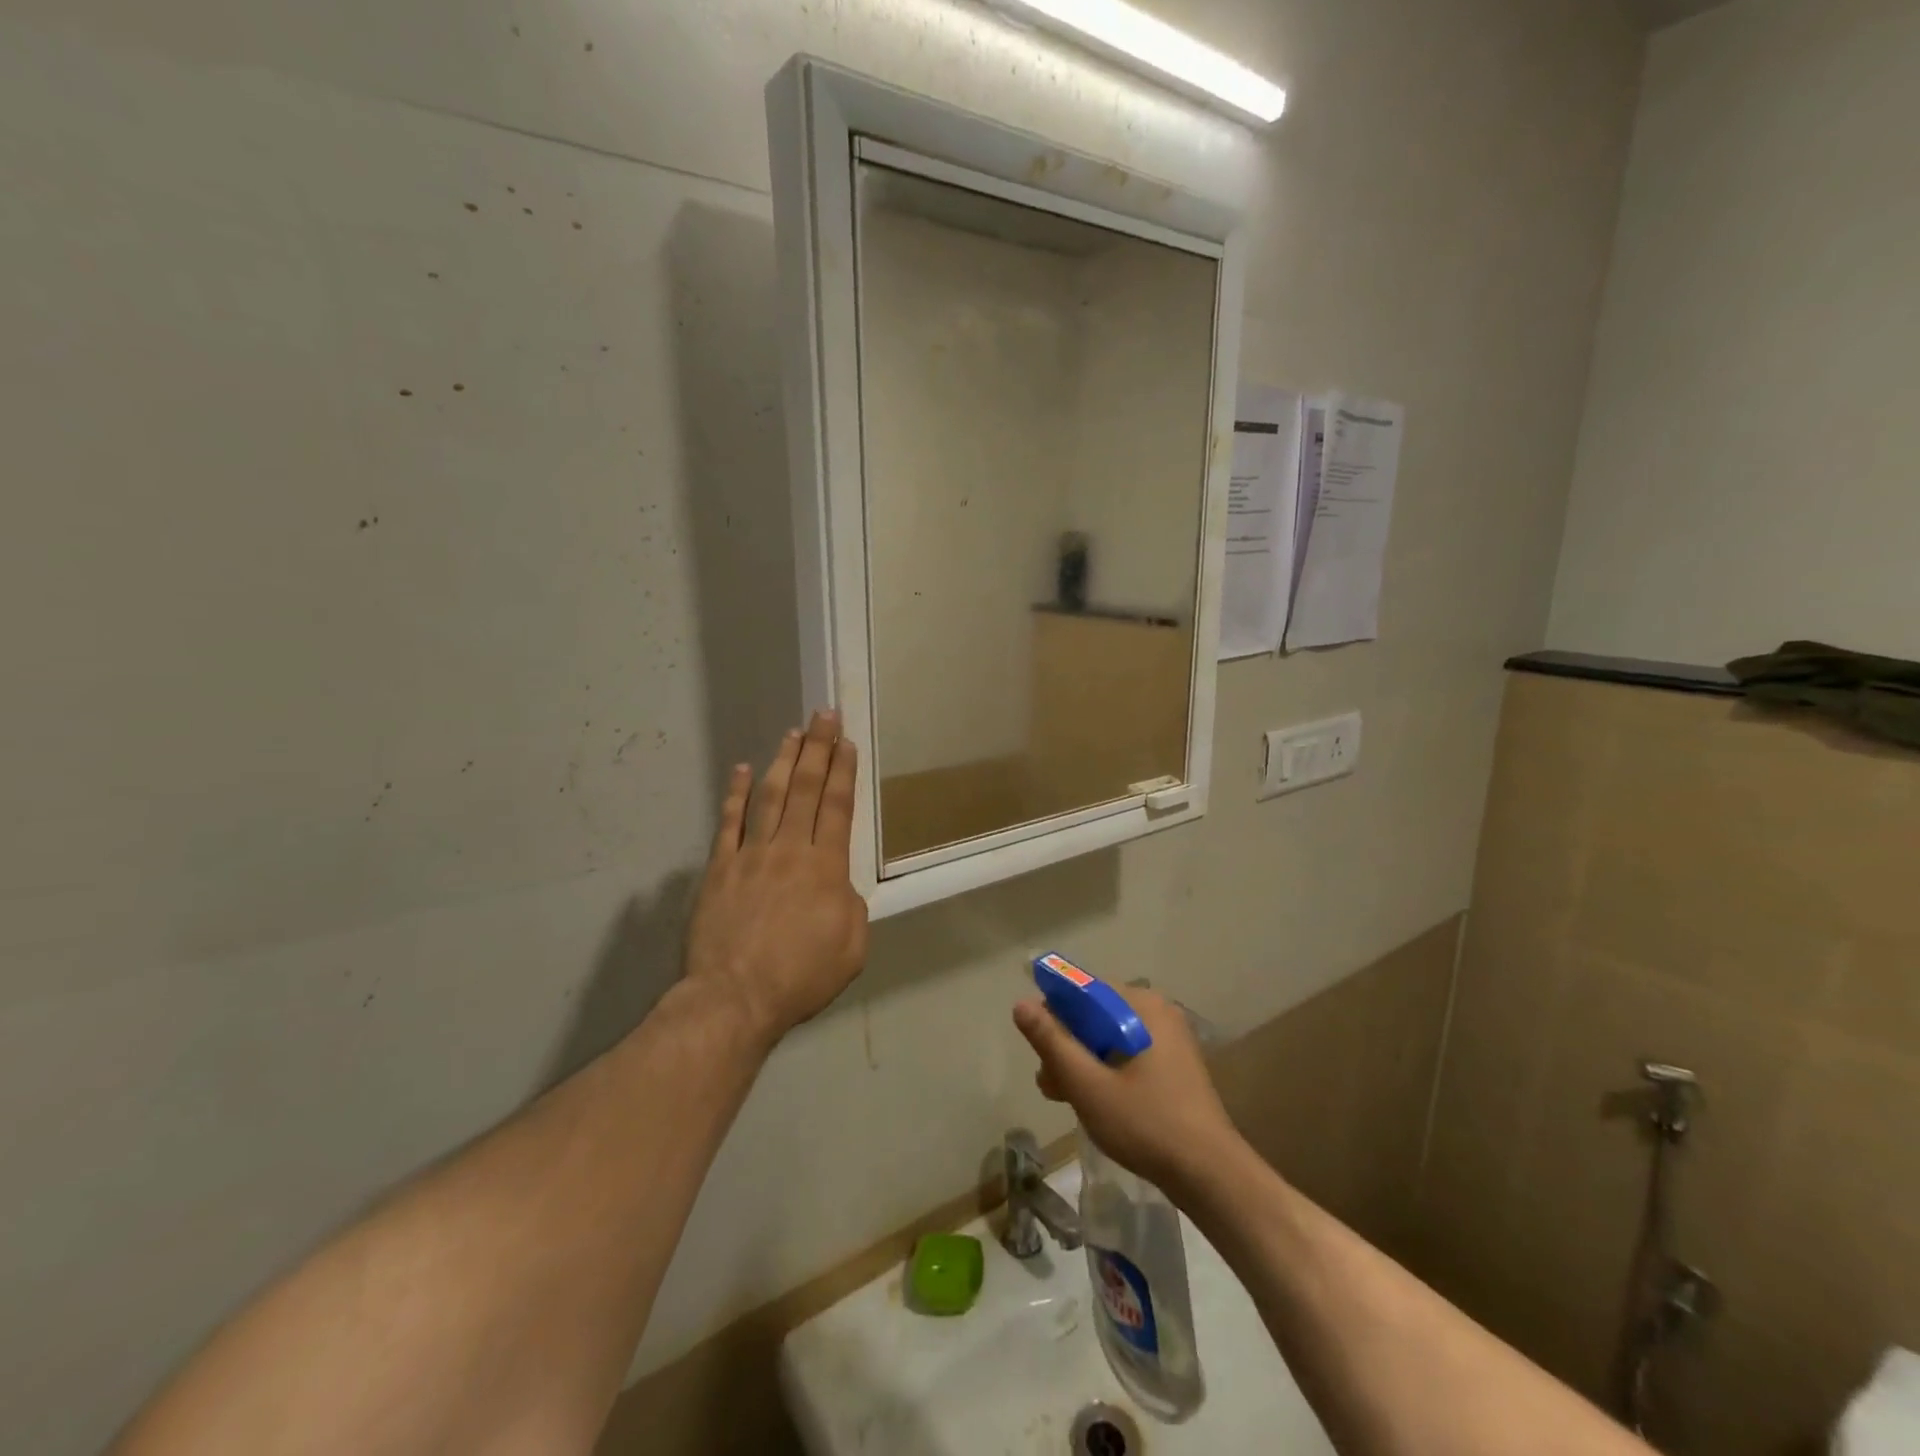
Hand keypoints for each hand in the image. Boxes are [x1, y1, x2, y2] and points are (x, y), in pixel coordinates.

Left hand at [684, 712, 869, 1047]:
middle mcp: (790, 850)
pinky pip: (728, 823)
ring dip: (783, 761)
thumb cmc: (801, 977)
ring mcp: (751, 856)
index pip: (837, 807)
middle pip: (805, 789)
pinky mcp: (720, 869)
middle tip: (823, 715)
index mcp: (826, 868)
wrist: (735, 998)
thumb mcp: (852, 948)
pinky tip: (742, 769)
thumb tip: (839, 885)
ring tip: (793, 733)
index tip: (846, 742)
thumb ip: (851, 907)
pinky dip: (735, 794)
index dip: (843, 772)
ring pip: (769, 797)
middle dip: (818, 749)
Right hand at [1013, 987, 1239, 1194]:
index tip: (1039, 1051)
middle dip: (1067, 1045)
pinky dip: (1106, 1070)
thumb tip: (1021, 1004)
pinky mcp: (1174, 1064)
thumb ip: (1052, 1042)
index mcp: (1141, 1005)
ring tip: (1065, 1098)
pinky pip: (1128, 1053)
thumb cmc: (1146, 1123)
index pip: (1083, 990)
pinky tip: (1094, 1102)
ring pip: (1110, 1037)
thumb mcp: (1088, 1085)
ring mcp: (1170, 1038)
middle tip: (1051, 1084)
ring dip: (1083, 1062)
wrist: (1210, 1175)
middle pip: (1095, 1015)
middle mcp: (1157, 1012)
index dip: (1053, 1014)